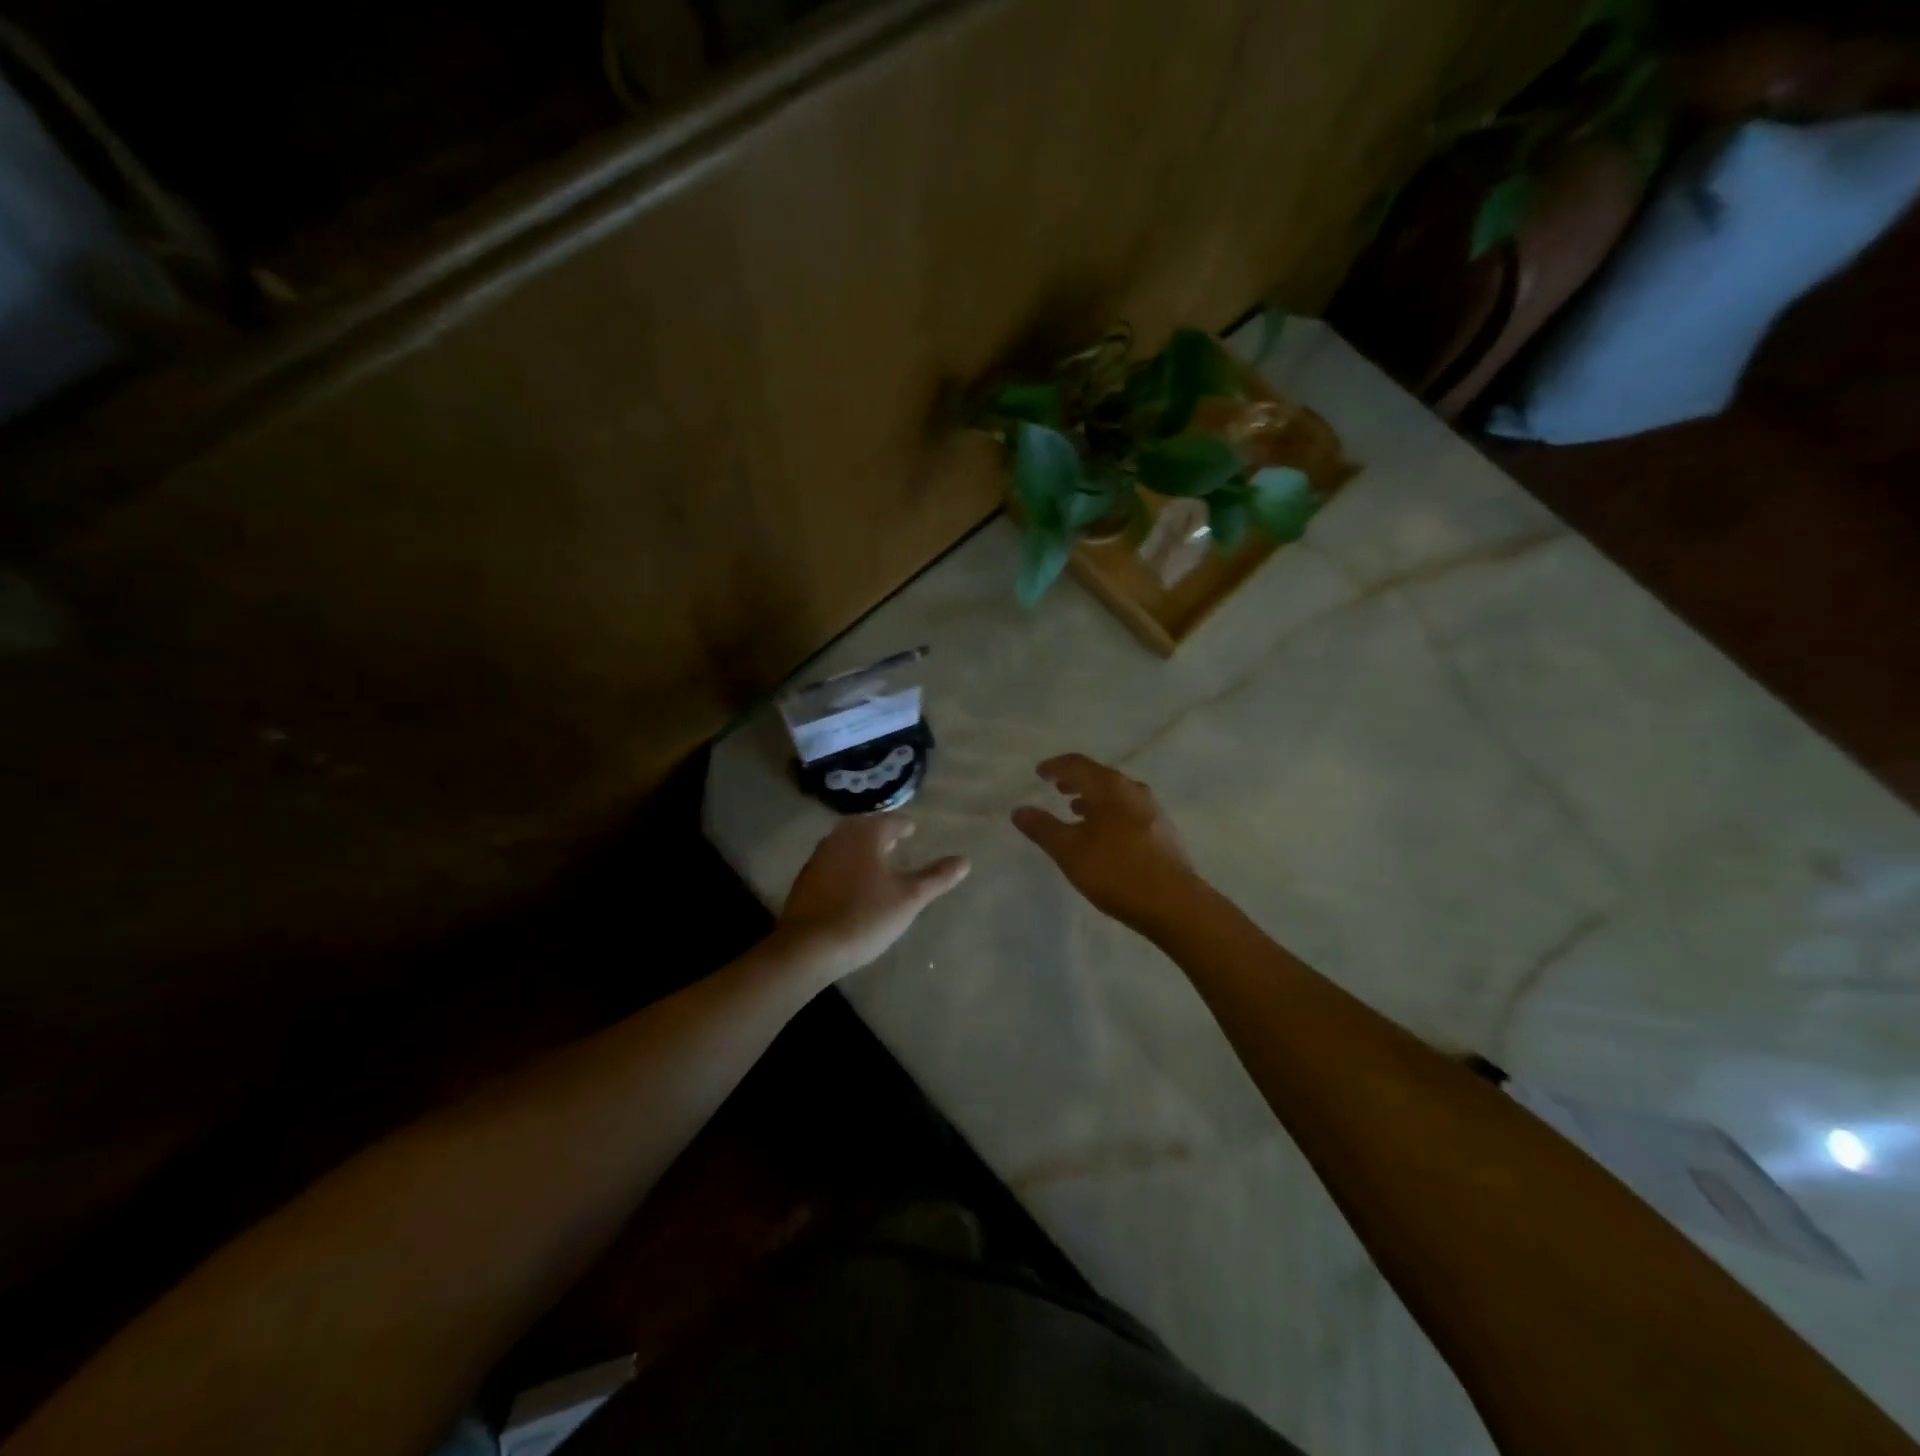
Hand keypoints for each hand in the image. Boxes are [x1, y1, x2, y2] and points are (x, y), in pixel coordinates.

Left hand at [775, 814, 969, 979]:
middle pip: (863, 828)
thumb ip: (936, 877)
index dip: (904, 825)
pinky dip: (846, 864)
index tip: (912, 829)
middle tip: (895, 840)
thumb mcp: (909, 898)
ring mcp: (818, 858)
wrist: (808, 947)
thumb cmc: (865, 916)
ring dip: (861, 847)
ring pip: (845, 843)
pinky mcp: (805, 880)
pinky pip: (832, 862)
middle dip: (880, 832)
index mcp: (866, 835)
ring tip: (876, 861)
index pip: (890, 821)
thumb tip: (965, 860)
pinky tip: (852, 882)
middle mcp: (839, 838)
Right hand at [1012, 754, 1203, 931]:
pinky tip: (1105, 836)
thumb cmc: (1116, 870)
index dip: (1056, 766)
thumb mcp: (1070, 850)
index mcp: (1110, 787)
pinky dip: (1110, 815)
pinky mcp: (1164, 832)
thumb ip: (1043, 828)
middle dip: (1076, 781)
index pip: (1077, 764)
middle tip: (1057, 788)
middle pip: (1100, 777)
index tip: (1040, 772)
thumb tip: (1019, 810)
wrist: (1175, 903)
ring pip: (1117, 796)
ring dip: (1094, 799)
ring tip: (1076, 811)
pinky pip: (1129, 812)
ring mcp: (1153, 811)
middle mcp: (1134, 790)